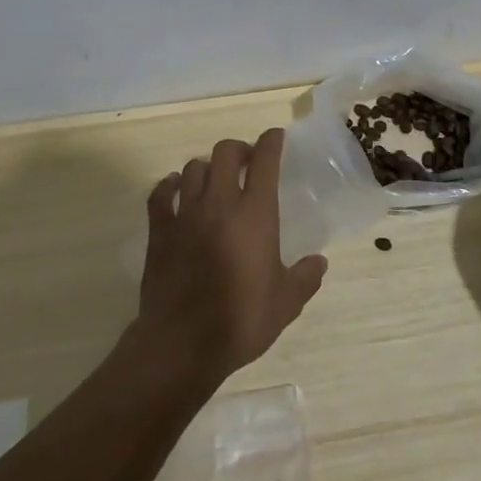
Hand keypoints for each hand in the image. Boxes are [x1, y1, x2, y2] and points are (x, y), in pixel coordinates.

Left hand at [135, 128, 327, 385]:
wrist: (182, 343)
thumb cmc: (240, 321)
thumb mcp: (285, 304)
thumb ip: (304, 278)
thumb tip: (320, 262)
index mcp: (255, 214)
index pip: (265, 162)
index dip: (271, 142)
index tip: (275, 137)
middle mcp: (220, 202)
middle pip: (225, 152)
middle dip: (238, 149)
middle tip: (246, 162)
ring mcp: (186, 213)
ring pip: (194, 167)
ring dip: (207, 168)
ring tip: (214, 180)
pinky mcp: (160, 229)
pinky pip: (161, 193)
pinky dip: (169, 186)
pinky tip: (175, 189)